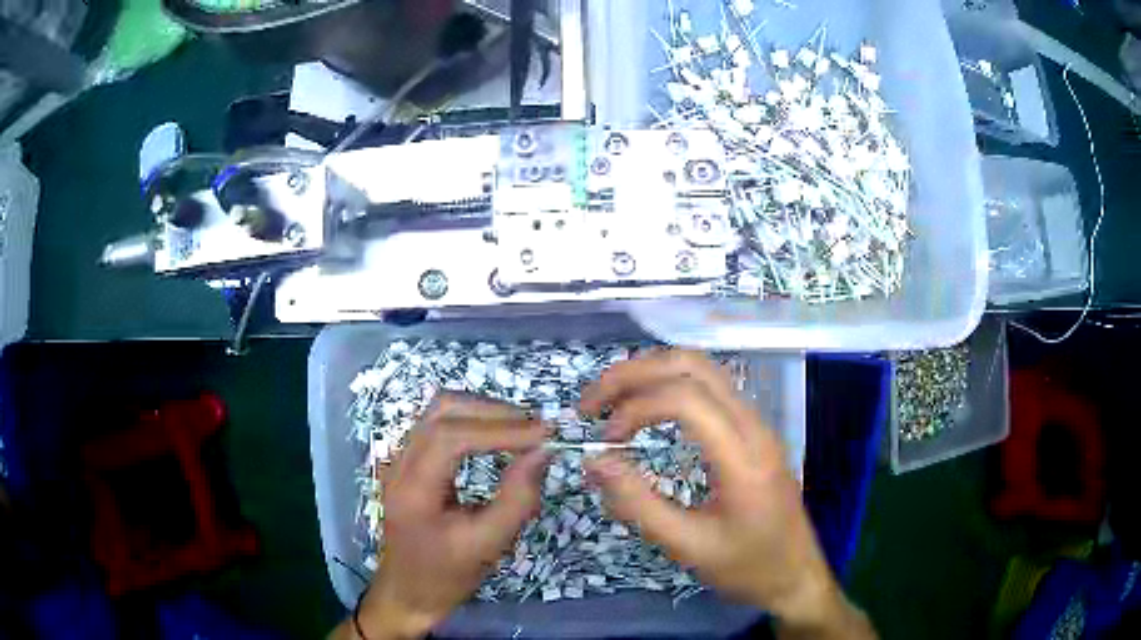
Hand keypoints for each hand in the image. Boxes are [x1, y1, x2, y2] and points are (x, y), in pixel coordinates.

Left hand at [338, 395, 548, 639]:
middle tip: (537, 429)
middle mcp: (400, 463)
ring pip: (440, 410)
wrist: (407, 592)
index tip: (544, 434)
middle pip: (443, 410)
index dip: (500, 429)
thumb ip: (517, 499)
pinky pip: (440, 424)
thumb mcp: (487, 545)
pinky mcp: (410, 460)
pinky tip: (498, 436)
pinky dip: (473, 421)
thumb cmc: (446, 576)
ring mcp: (401, 458)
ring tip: (523, 429)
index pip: (450, 436)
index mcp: (412, 489)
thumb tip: (543, 452)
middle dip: (494, 412)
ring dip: (484, 411)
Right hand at [581, 350, 874, 638]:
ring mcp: (757, 423)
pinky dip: (669, 385)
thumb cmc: (747, 567)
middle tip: (591, 403)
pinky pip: (710, 388)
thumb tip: (593, 461)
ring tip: (611, 402)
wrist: (797, 574)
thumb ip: (638, 504)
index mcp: (743, 456)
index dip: (635, 406)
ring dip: (651, 374)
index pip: (686, 399)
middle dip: (634, 373)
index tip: (605, 439)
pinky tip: (646, 410)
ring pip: (702, 369)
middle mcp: (754, 425)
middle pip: (693, 366)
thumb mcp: (688, 547)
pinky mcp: (754, 430)